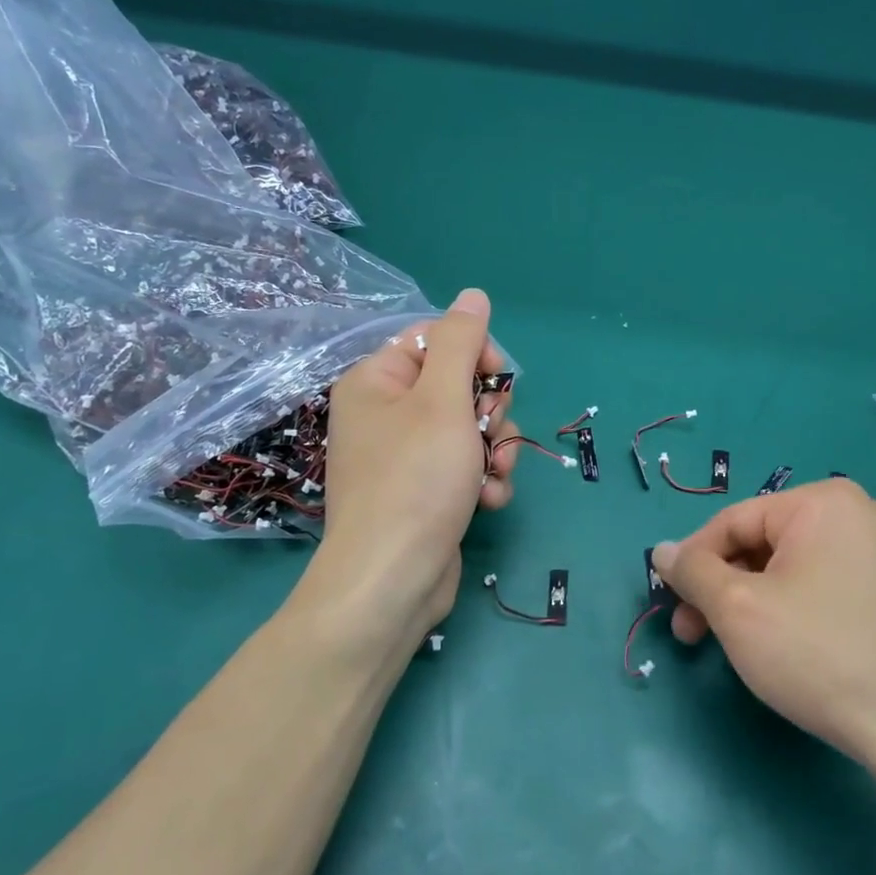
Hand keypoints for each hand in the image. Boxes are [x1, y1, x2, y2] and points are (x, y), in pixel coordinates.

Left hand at [312, 289, 519, 648]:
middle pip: (458, 386)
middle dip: (489, 412)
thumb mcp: (443, 400)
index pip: (435, 340)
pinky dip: (483, 479)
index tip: (497, 381)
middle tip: (490, 434)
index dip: (475, 356)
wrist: (393, 580)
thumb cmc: (416, 480)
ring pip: (469, 429)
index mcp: (378, 381)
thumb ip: (461, 343)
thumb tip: (472, 295)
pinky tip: (489, 499)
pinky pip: (464, 467)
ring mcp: (405, 456)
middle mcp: (386, 414)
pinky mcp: (424, 492)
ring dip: (494, 449)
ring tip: (494, 474)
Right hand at [651, 478, 875, 776]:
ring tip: (732, 646)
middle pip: (762, 543)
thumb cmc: (819, 655)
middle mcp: (859, 514)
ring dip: (750, 601)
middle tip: (691, 633)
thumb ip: (693, 572)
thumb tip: (662, 550)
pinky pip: (823, 586)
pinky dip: (789, 609)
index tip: (668, 603)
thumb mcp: (738, 609)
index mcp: (824, 502)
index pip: (733, 520)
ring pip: (790, 568)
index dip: (692, 561)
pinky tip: (780, 647)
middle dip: (721, 587)